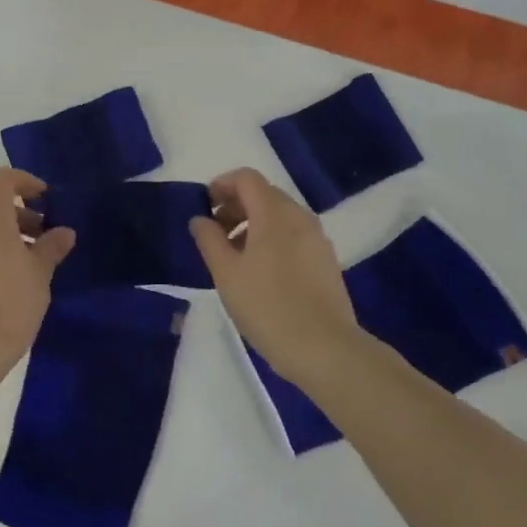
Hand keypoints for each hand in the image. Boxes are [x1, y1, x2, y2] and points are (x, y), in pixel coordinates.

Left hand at [0, 168, 74, 358]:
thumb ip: (52, 246)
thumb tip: (63, 232)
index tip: (45, 198)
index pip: (2, 179)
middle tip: (45, 239)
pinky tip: (9, 283)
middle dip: (21, 216)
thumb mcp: (40, 272)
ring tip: (32, 265)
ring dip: (7, 238)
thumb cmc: (11, 300)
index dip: (25, 182)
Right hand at [189, 168, 365, 391]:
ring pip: (280, 216)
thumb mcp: (226, 273)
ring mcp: (317, 239)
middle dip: (236, 205)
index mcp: (274, 213)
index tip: (204, 206)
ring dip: (253, 223)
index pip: (247, 178)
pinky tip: (260, 272)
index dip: (222, 184)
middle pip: (264, 194)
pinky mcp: (326, 260)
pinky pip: (294, 235)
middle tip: (215, 232)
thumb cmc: (267, 306)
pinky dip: (272, 239)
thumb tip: (200, 219)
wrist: (324, 349)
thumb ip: (209, 240)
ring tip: (234, 256)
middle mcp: (300, 217)